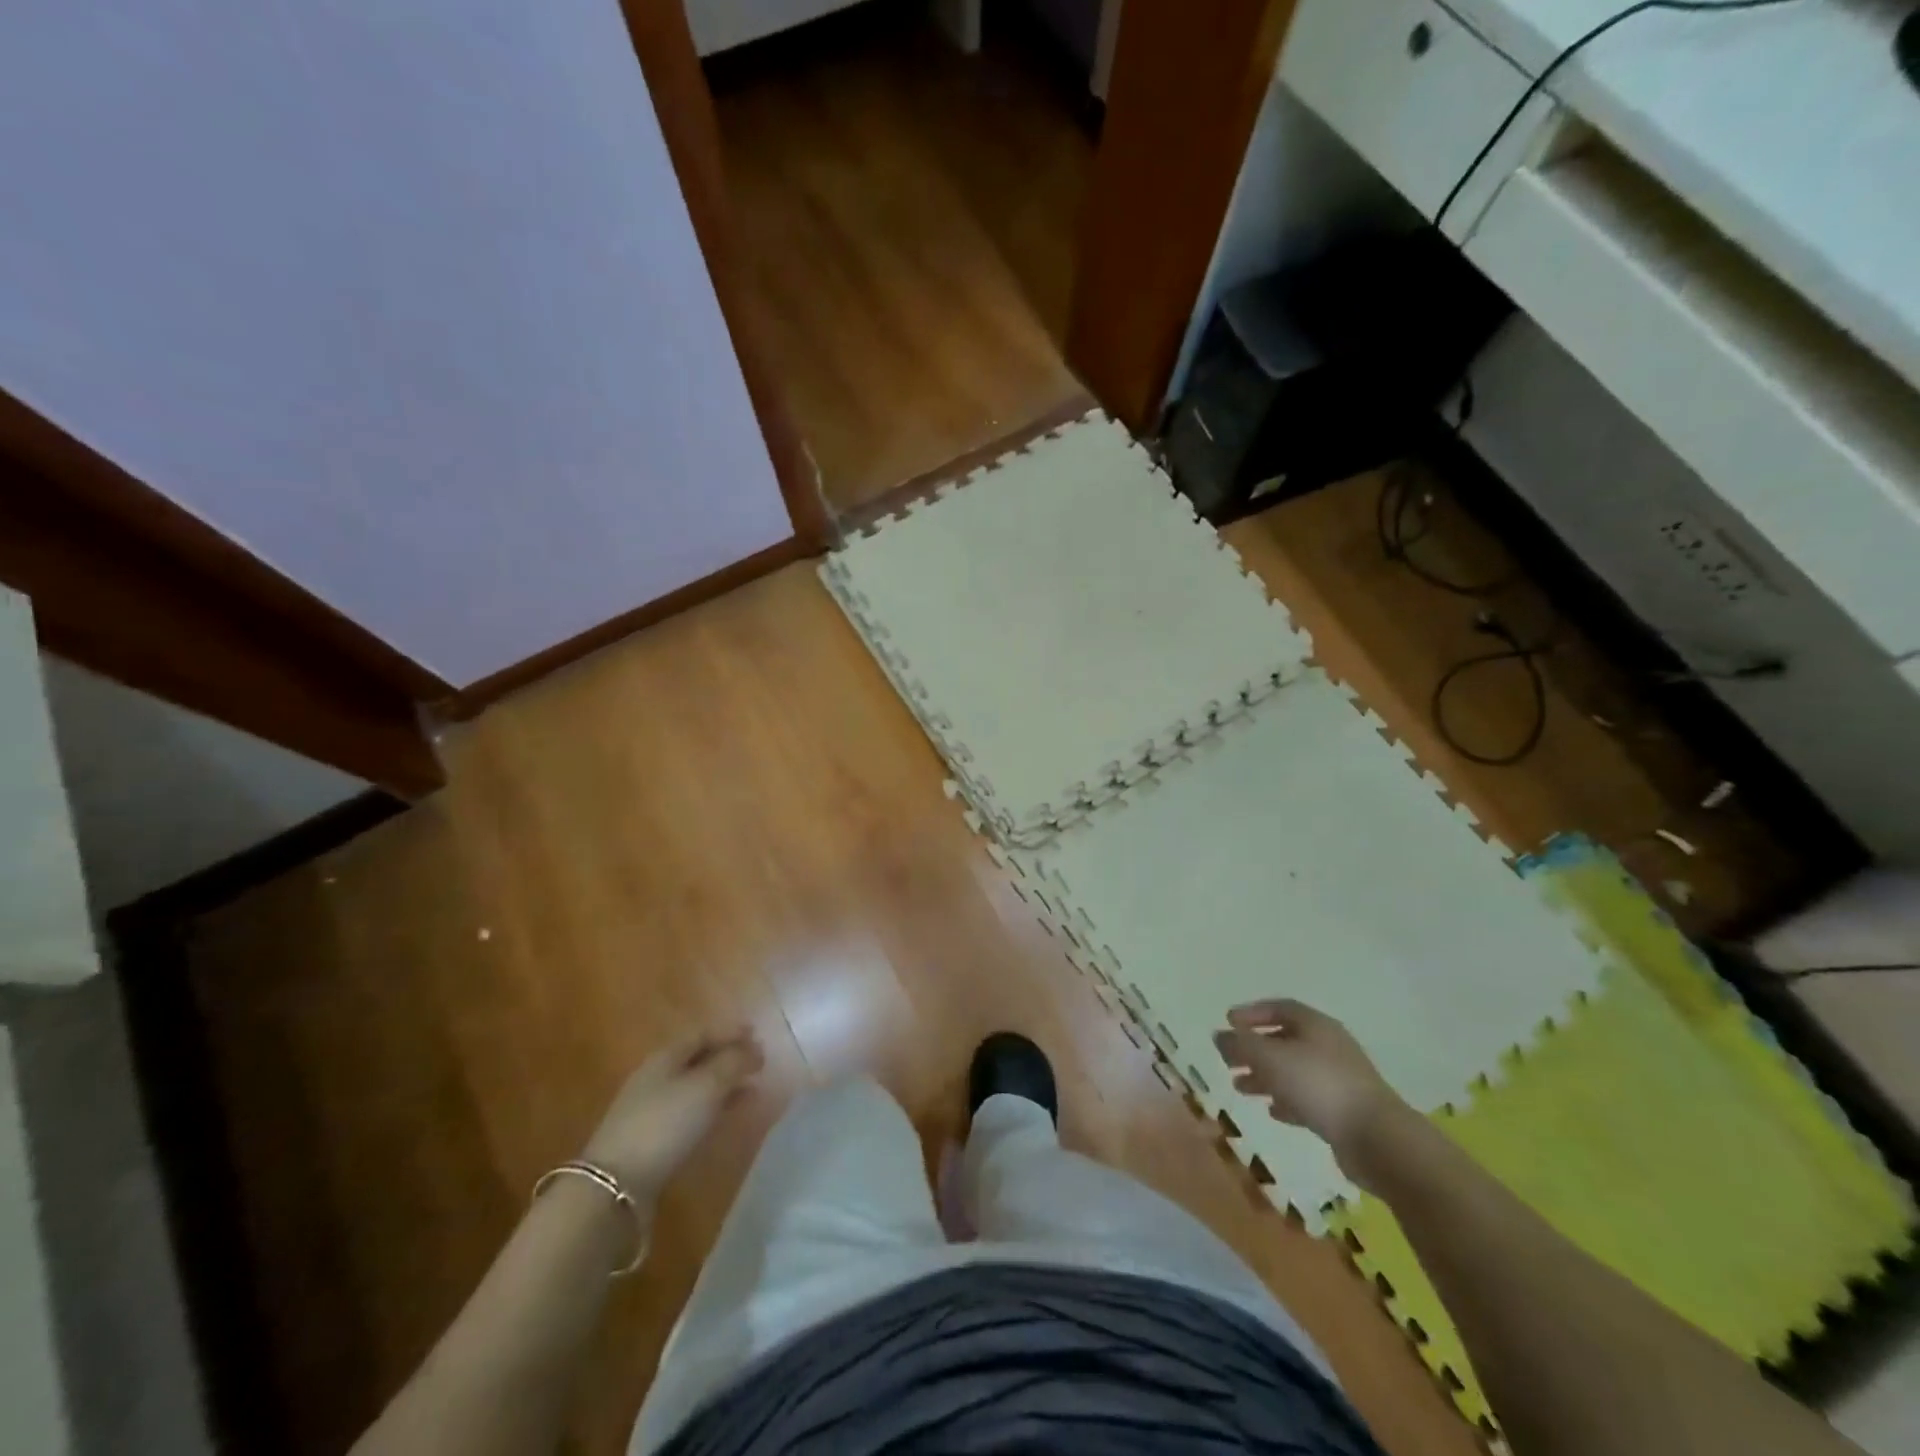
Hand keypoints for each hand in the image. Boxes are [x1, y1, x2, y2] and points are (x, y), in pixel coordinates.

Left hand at [579, 1030, 763, 1202]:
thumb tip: (755, 1049)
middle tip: (758, 1063)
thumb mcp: (706, 1086)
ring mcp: (651, 1108)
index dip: (731, 1031)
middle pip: (698, 1058)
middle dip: (729, 1058)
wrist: (615, 1185)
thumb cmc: (665, 1123)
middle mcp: (656, 1076)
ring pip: (695, 1086)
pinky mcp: (651, 1138)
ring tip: (751, 1090)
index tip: (758, 1035)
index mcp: (666, 1055)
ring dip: (723, 1084)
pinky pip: (690, 1111)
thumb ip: (734, 1062)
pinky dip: (713, 1108)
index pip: (703, 1033)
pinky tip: (726, 1117)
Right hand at [1213, 999, 1408, 1179]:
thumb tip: (1219, 1035)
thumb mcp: (1269, 1058)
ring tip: (1240, 1087)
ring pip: (1293, 1070)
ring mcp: (1339, 1078)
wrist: (1377, 1138)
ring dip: (1265, 1076)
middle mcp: (1328, 1045)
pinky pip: (1308, 1097)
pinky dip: (1286, 1099)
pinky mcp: (1344, 1109)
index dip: (1251, 1013)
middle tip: (1228, 1059)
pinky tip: (1272, 1110)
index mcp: (1315, 1024)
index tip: (1227, 1022)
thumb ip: (1240, 1045)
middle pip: (1284, 1039)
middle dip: (1253, 1048)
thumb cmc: (1318, 1085)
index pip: (1279, 1008)